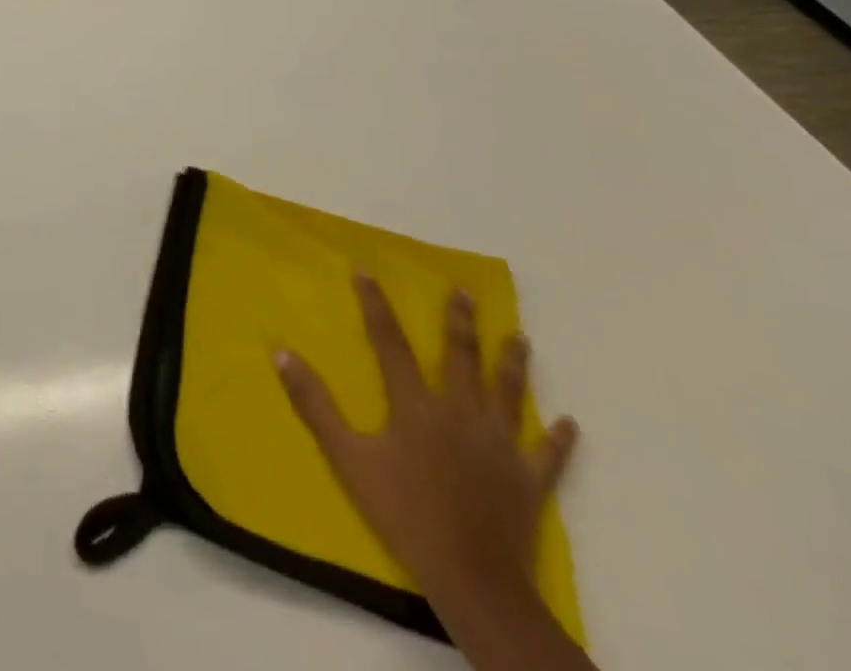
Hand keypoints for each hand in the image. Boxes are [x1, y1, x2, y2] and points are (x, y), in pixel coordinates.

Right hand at [276, 278, 589, 669]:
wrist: (473, 579)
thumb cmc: (404, 512)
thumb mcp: (347, 457)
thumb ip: (315, 404)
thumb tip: (282, 353)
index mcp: (416, 404)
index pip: (390, 342)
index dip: (376, 304)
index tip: (366, 270)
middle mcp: (461, 412)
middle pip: (460, 357)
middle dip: (461, 321)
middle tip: (465, 291)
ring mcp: (500, 445)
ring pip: (507, 393)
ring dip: (512, 363)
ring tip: (520, 337)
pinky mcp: (528, 481)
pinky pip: (547, 455)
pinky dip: (559, 439)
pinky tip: (569, 423)